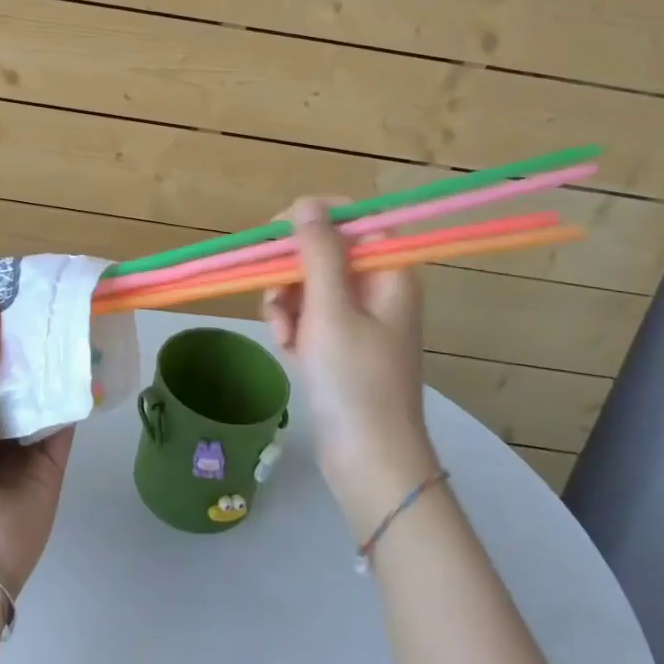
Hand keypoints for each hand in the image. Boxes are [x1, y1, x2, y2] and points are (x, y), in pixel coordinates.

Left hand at [0, 298, 74, 592]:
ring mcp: (23, 441)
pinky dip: (77, 393)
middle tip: (51, 295)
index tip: (12, 288)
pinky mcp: (54, 459)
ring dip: (55, 361)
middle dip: (28, 341)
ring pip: (43, 391)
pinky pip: (67, 418)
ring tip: (74, 316)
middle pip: (14, 372)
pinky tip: (91, 359)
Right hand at [262, 197, 440, 539]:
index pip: (352, 220)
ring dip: (285, 302)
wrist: (368, 462)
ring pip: (308, 284)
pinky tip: (287, 349)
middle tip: (275, 295)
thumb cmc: (354, 380)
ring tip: (283, 334)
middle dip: (291, 272)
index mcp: (388, 273)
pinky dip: (291, 325)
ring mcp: (358, 318)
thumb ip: (318, 251)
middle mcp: (376, 289)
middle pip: (323, 252)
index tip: (276, 235)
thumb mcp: (330, 309)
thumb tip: (308, 201)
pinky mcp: (340, 343)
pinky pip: (307, 314)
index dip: (313, 220)